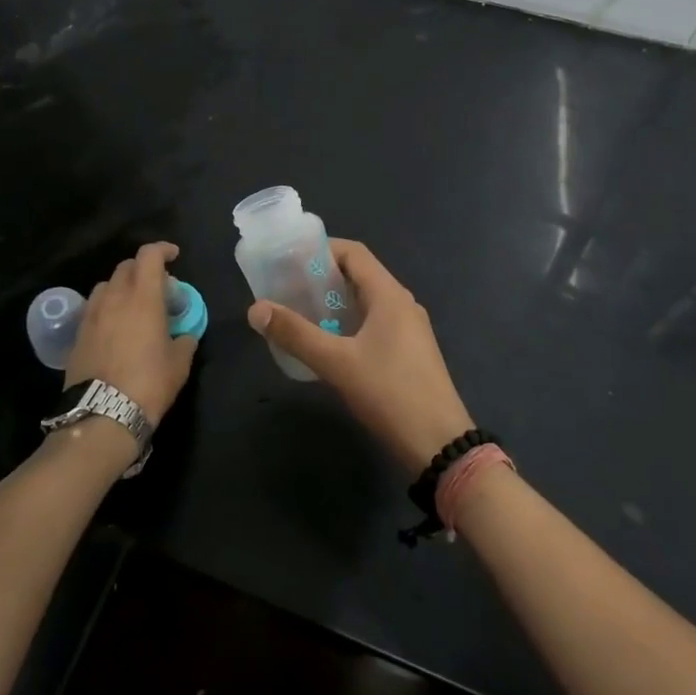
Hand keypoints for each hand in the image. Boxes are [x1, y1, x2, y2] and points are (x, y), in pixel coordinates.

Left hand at [63, 242, 197, 424]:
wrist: (102, 415)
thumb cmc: (149, 384)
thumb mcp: (179, 364)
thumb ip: (185, 341)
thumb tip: (186, 335)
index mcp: (143, 298)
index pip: (149, 256)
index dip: (162, 249)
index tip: (174, 256)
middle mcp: (114, 298)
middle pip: (126, 267)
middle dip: (143, 269)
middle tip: (158, 286)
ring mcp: (92, 315)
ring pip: (106, 285)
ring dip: (122, 286)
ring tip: (133, 305)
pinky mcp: (77, 334)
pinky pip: (93, 308)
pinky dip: (106, 307)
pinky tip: (115, 326)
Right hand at [248, 239, 473, 475]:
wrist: (439, 445)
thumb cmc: (389, 394)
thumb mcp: (336, 363)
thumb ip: (295, 334)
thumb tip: (255, 309)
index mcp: (390, 295)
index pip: (354, 253)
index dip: (321, 249)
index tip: (288, 259)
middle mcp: (402, 304)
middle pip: (359, 275)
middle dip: (322, 277)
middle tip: (286, 288)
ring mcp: (409, 329)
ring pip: (366, 301)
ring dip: (334, 302)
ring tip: (299, 313)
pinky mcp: (410, 352)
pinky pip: (374, 323)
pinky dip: (348, 322)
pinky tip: (327, 344)